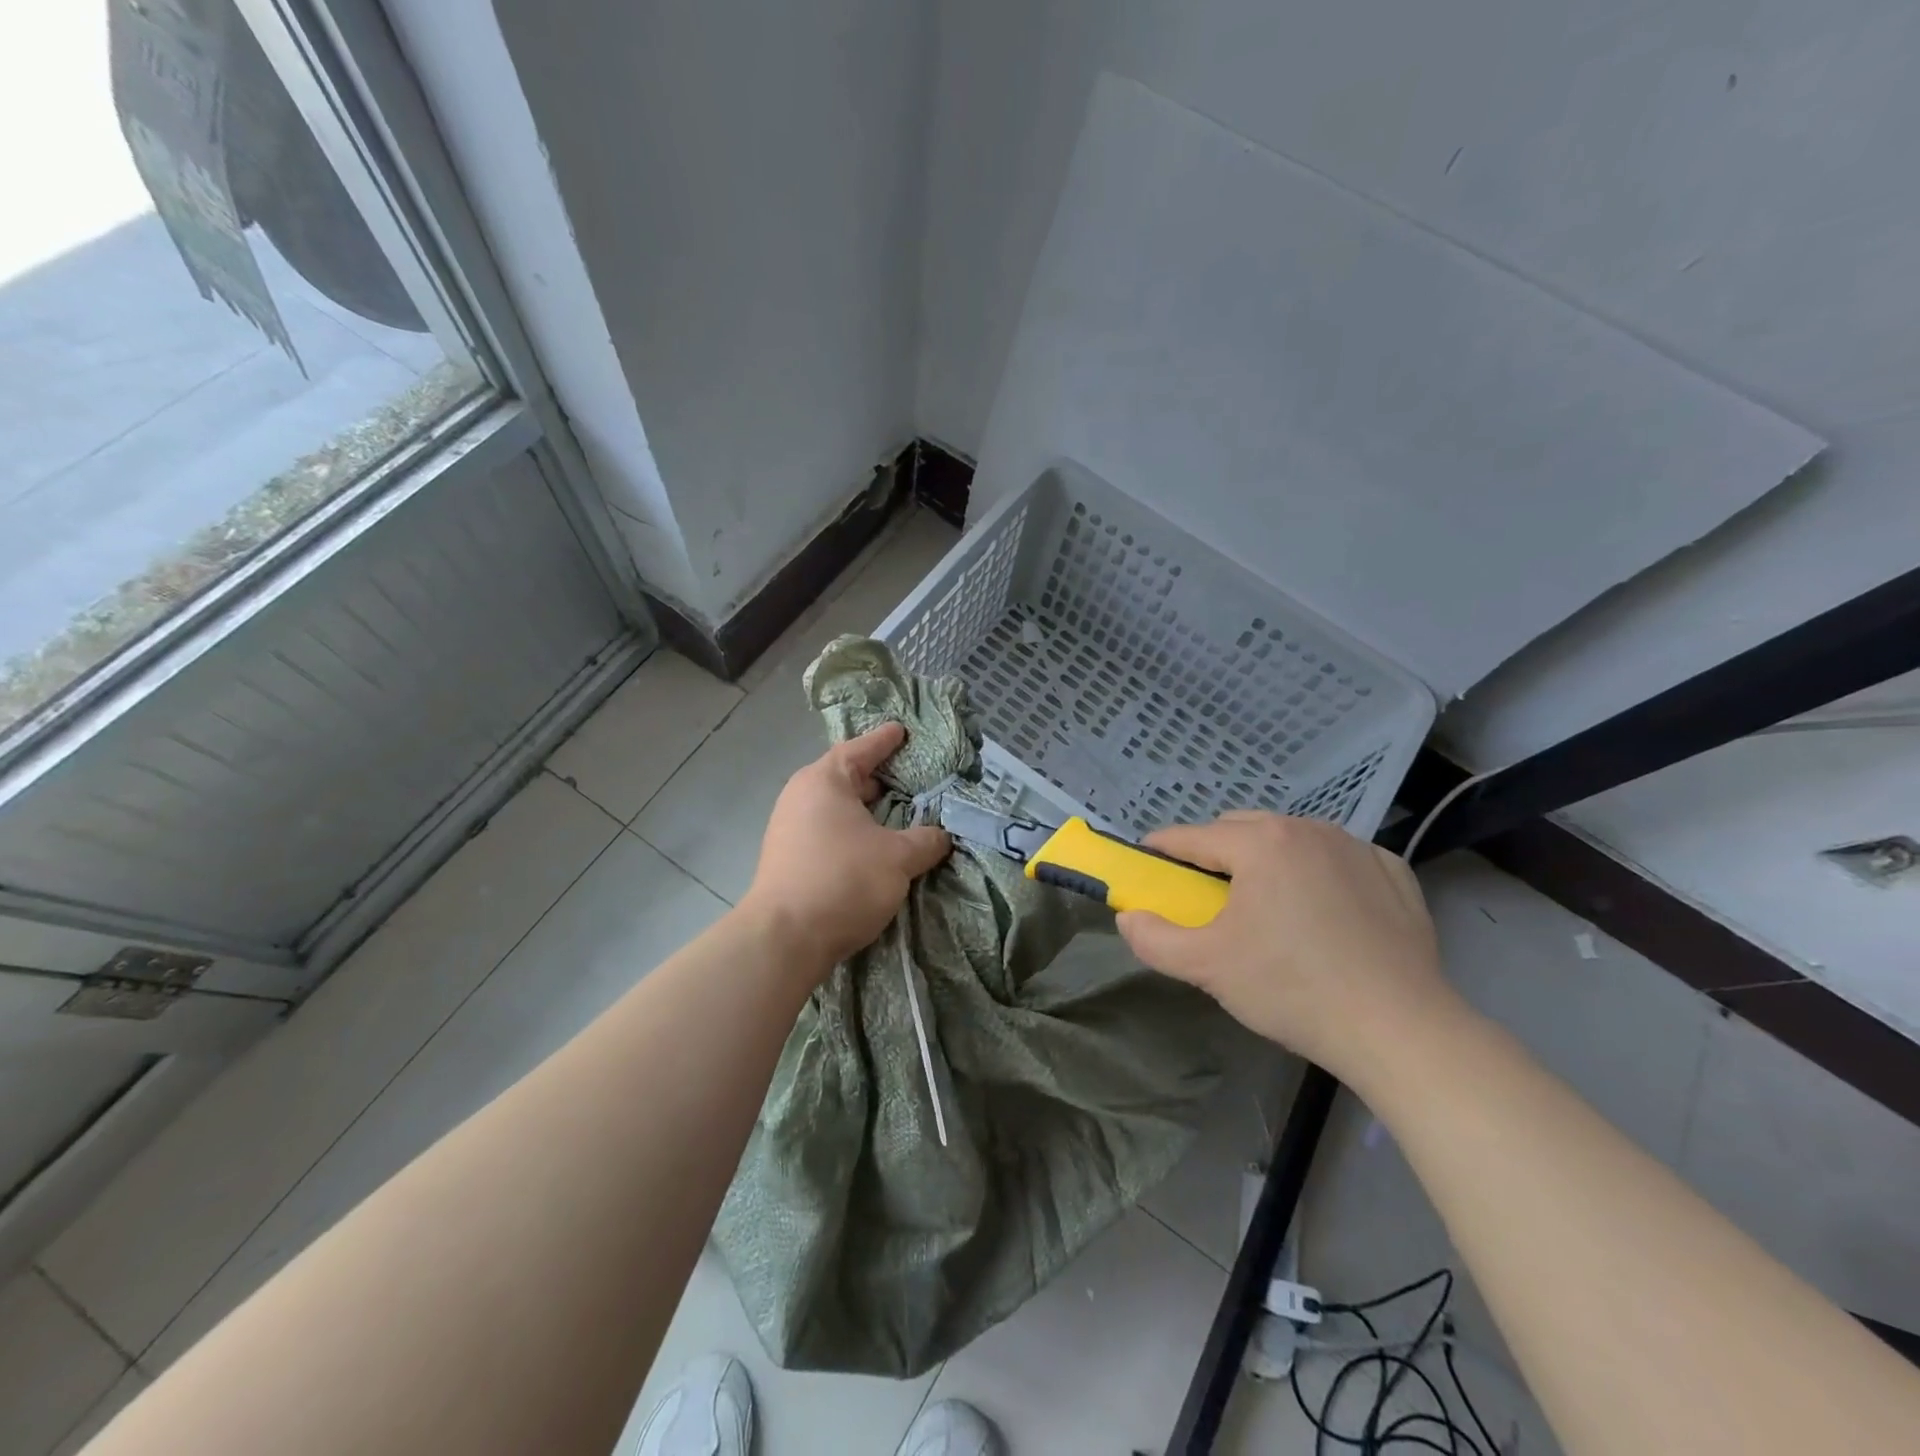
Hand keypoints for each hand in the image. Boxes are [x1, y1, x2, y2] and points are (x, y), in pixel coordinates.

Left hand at [740, 722, 951, 971]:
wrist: (784, 938)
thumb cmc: (843, 880)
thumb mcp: (897, 858)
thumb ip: (925, 841)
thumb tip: (941, 836)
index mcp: (824, 781)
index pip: (860, 749)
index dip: (884, 740)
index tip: (902, 730)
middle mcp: (801, 796)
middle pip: (845, 777)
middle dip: (877, 777)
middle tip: (909, 778)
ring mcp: (789, 828)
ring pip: (835, 808)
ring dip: (864, 810)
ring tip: (895, 814)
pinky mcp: (787, 858)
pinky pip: (827, 831)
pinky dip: (851, 831)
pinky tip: (871, 847)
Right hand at [1115, 812, 1462, 1087]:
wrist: (1399, 1029)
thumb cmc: (1292, 989)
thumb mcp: (1207, 967)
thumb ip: (1154, 939)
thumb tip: (1128, 917)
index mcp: (1260, 843)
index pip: (1192, 836)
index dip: (1162, 850)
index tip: (1148, 866)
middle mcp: (1307, 829)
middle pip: (1241, 828)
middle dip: (1215, 853)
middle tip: (1209, 897)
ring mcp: (1356, 847)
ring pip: (1291, 839)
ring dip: (1267, 860)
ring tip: (1269, 907)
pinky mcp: (1394, 872)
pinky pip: (1339, 858)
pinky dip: (1319, 873)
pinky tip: (1325, 912)